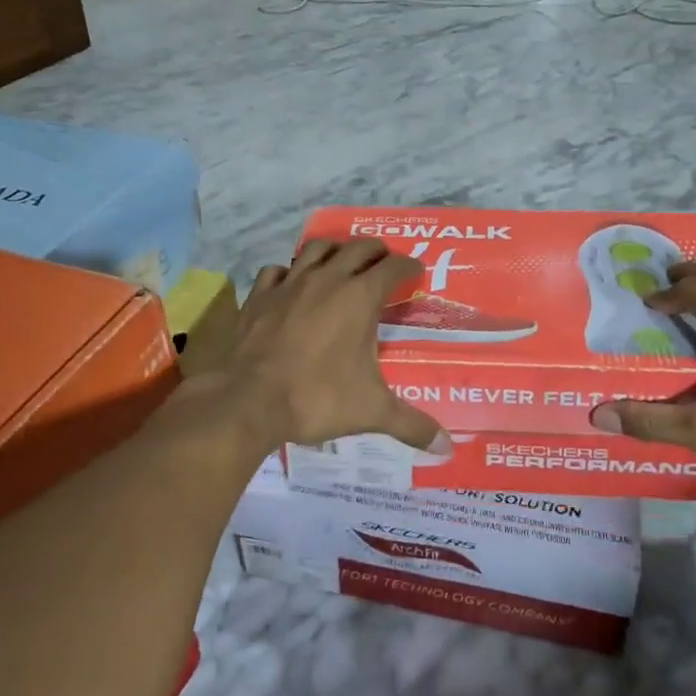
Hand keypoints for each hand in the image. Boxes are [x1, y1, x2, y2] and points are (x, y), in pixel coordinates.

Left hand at [229, 240, 448, 454]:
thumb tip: (447, 447)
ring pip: (316, 249)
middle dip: (376, 251)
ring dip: (334, 251)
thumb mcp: (371, 412)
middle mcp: (327, 280)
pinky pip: (277, 270)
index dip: (409, 266)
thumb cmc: (317, 399)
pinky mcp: (260, 295)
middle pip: (358, 248)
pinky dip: (288, 272)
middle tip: (384, 263)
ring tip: (340, 262)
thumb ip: (411, 425)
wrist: (248, 400)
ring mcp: (290, 283)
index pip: (393, 268)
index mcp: (359, 298)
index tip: (416, 270)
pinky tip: (290, 284)